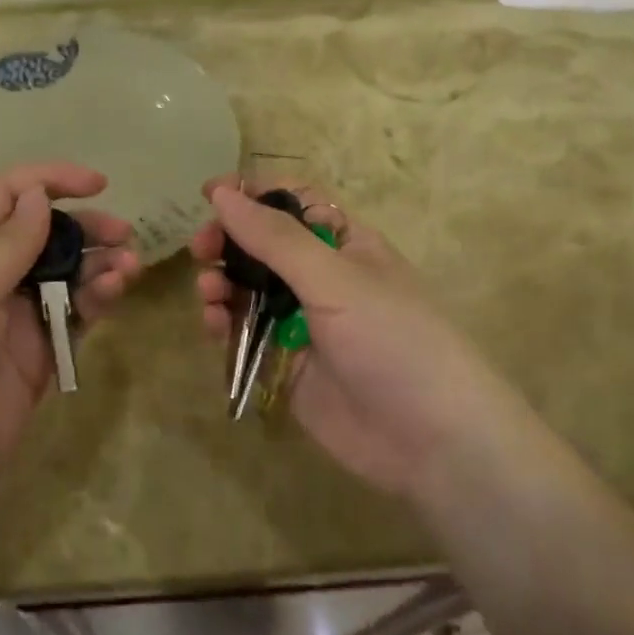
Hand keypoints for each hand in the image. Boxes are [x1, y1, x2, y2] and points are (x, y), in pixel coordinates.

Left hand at [0, 163, 139, 540]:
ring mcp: (12, 322)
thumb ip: (8, 244)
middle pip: (42, 236)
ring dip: (97, 265)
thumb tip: (37, 195)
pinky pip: (71, 319)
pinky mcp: (35, 361)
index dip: (48, 181)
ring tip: (127, 267)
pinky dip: (96, 302)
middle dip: (83, 228)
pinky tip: (114, 294)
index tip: (98, 183)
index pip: (5, 198)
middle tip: (124, 233)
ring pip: (64, 278)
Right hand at [191, 177, 494, 502]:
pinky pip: (245, 332)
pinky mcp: (284, 363)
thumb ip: (274, 238)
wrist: (431, 442)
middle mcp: (321, 278)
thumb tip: (221, 192)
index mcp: (344, 245)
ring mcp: (301, 322)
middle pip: (262, 245)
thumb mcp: (335, 279)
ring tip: (209, 292)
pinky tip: (214, 323)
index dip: (253, 194)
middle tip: (202, 247)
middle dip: (228, 241)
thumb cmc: (392, 340)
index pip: (293, 202)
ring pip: (247, 289)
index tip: (209, 192)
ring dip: (222, 282)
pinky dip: (224, 323)